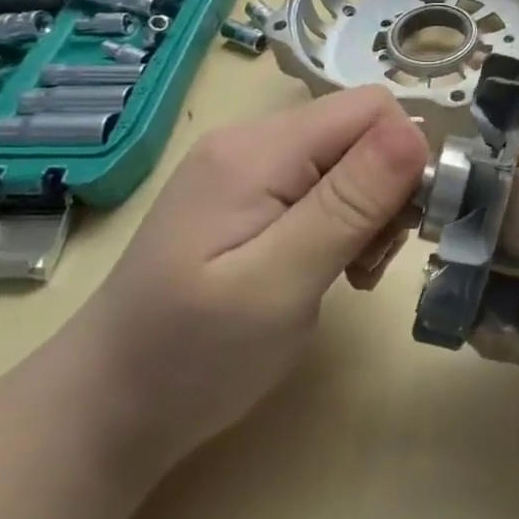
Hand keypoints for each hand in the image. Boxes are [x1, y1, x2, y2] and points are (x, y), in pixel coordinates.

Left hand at [62, 87, 427, 481]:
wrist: (103, 410)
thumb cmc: (190, 356)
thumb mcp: (278, 283)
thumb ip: (349, 204)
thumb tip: (415, 132)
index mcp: (258, 150)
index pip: (372, 108)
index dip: (405, 158)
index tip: (399, 229)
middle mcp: (253, 141)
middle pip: (363, 131)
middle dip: (389, 190)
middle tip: (370, 261)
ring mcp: (248, 168)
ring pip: (351, 159)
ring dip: (371, 211)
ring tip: (351, 272)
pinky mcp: (250, 197)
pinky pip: (326, 184)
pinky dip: (347, 222)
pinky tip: (331, 266)